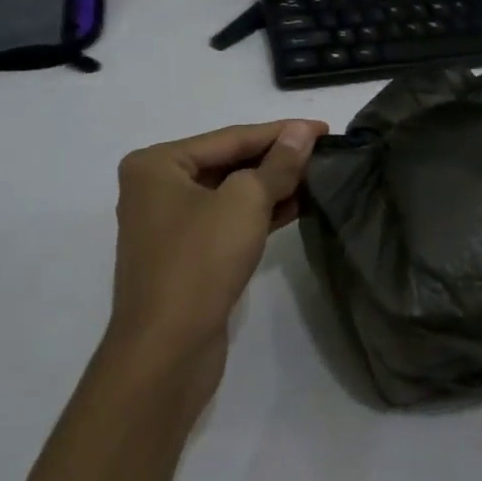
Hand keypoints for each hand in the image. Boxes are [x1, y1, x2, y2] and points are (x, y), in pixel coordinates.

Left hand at [106, 119, 326, 407]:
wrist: (166, 352)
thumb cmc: (200, 262)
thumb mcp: (245, 202)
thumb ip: (278, 163)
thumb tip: (302, 132)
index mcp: (158, 164)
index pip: (231, 137)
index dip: (281, 132)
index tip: (325, 128)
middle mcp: (157, 188)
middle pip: (229, 162)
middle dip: (277, 158)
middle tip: (324, 151)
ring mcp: (170, 224)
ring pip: (231, 192)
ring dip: (273, 185)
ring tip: (318, 175)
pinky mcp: (186, 255)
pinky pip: (228, 219)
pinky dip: (261, 212)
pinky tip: (297, 205)